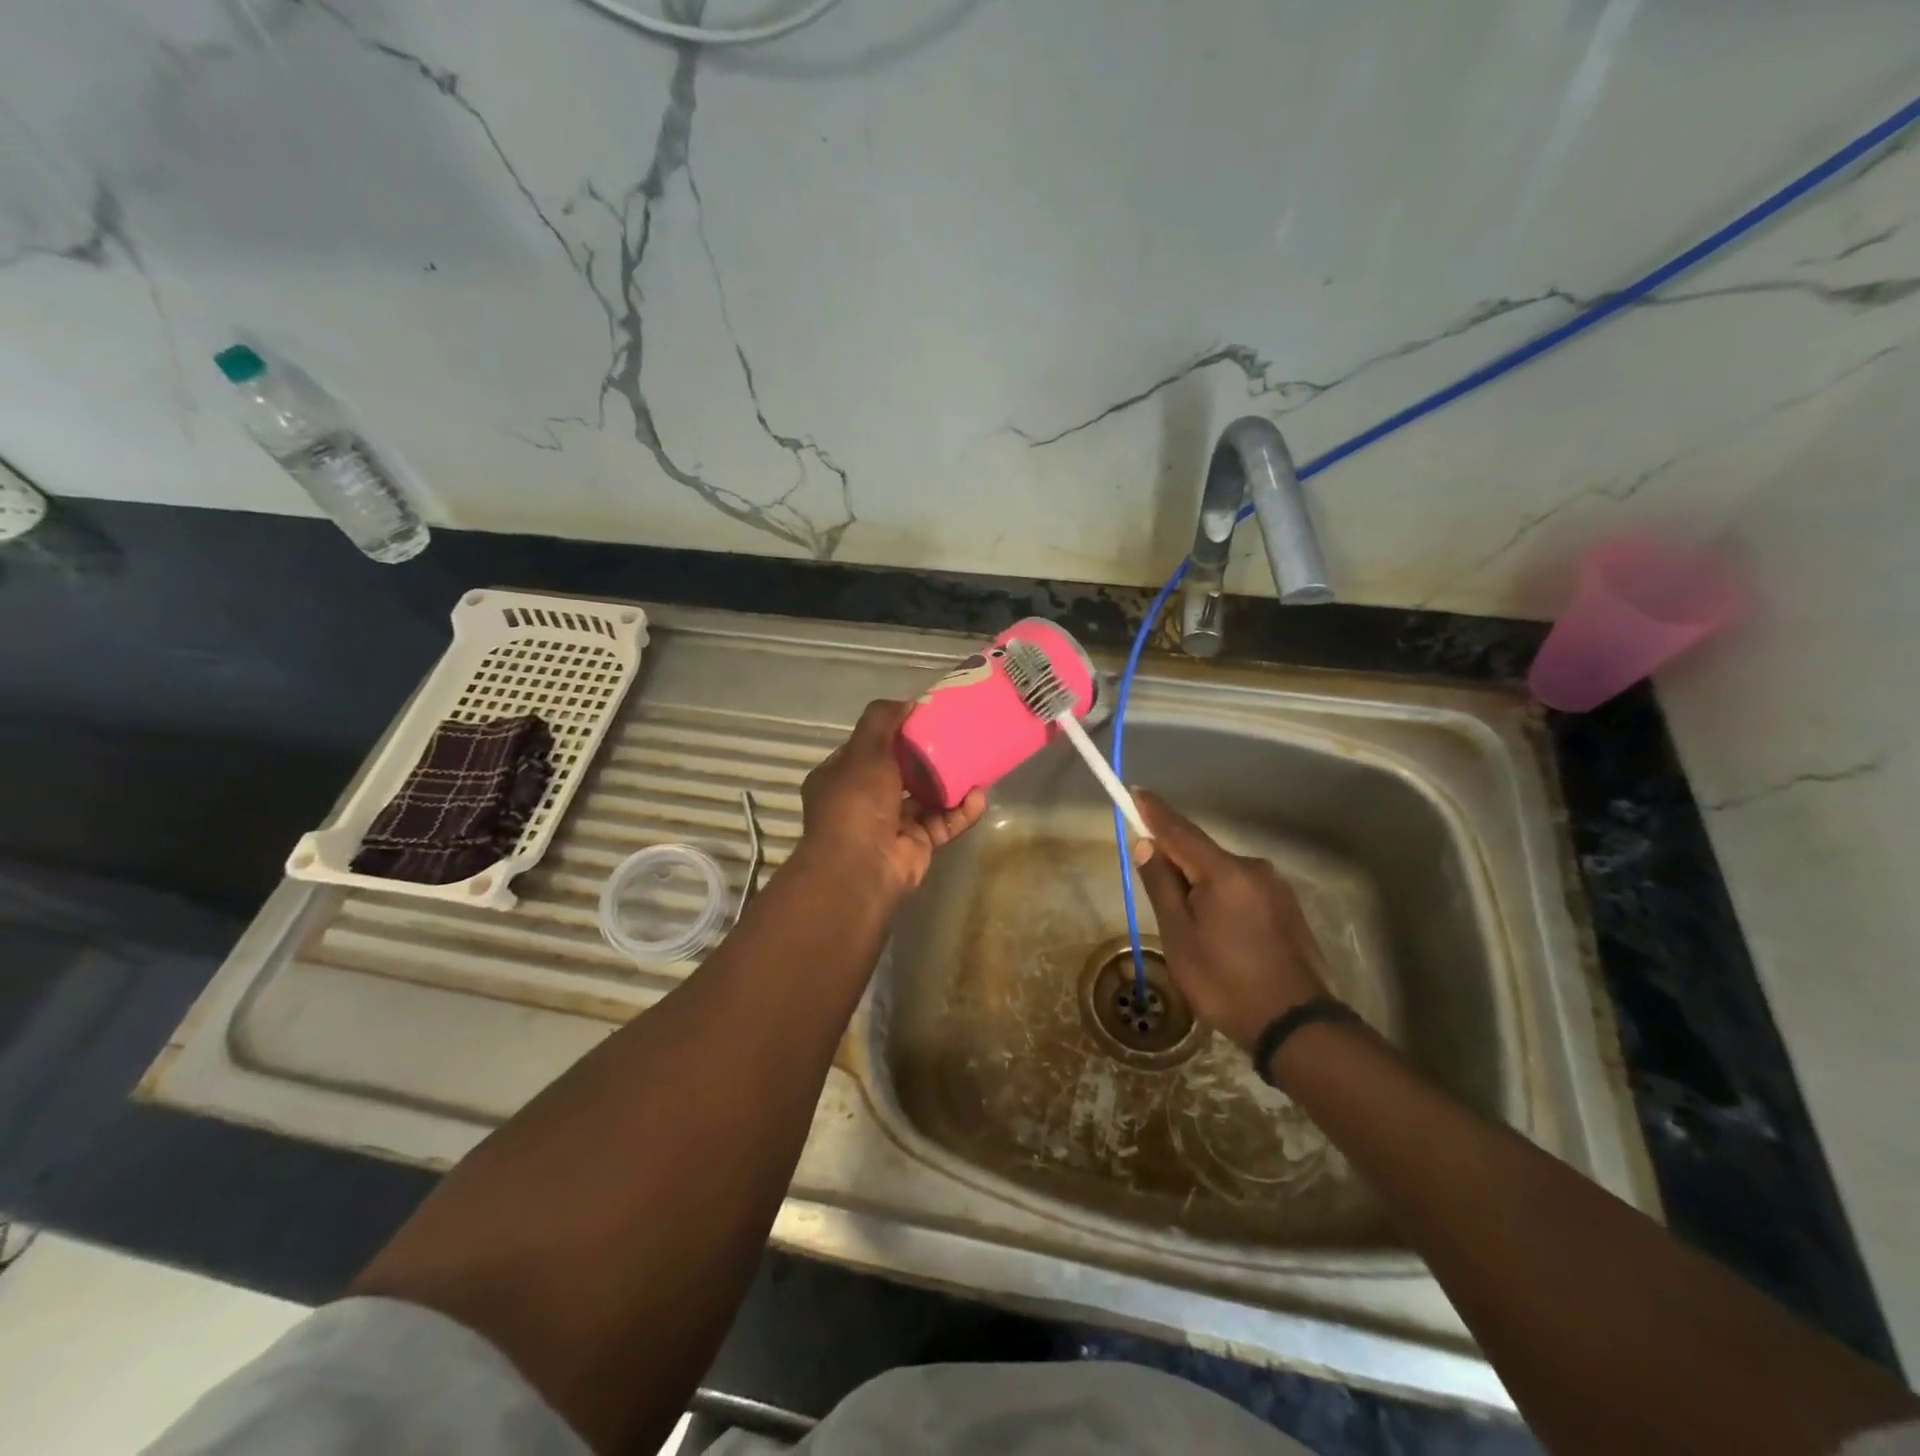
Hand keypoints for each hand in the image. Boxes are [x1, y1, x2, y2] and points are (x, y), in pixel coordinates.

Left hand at [797, 700, 986, 902]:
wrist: (862, 869)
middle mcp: (862, 801)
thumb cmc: (857, 803)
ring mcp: (891, 825)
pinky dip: (960, 812)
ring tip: (976, 764)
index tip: (922, 718)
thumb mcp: (865, 751)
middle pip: (900, 772)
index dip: (892, 733)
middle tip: (957, 738)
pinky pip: (942, 824)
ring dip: (949, 784)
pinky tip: (979, 798)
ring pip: (925, 798)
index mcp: (840, 777)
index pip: (867, 748)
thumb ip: (882, 721)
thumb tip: (907, 702)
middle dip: (927, 757)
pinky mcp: (916, 846)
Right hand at [1131, 789, 1328, 1051]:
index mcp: (1224, 873)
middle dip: (1175, 860)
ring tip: (1189, 926)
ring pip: (1222, 873)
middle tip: (1154, 887)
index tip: (1134, 792)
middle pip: (1201, 853)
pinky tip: (1218, 932)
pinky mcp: (1286, 907)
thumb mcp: (1180, 937)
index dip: (1154, 812)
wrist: (1295, 1026)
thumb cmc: (1225, 982)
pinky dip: (1221, 897)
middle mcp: (1253, 869)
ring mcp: (1275, 887)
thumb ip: (1162, 886)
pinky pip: (1241, 889)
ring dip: (1199, 884)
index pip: (1180, 831)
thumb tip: (1146, 846)